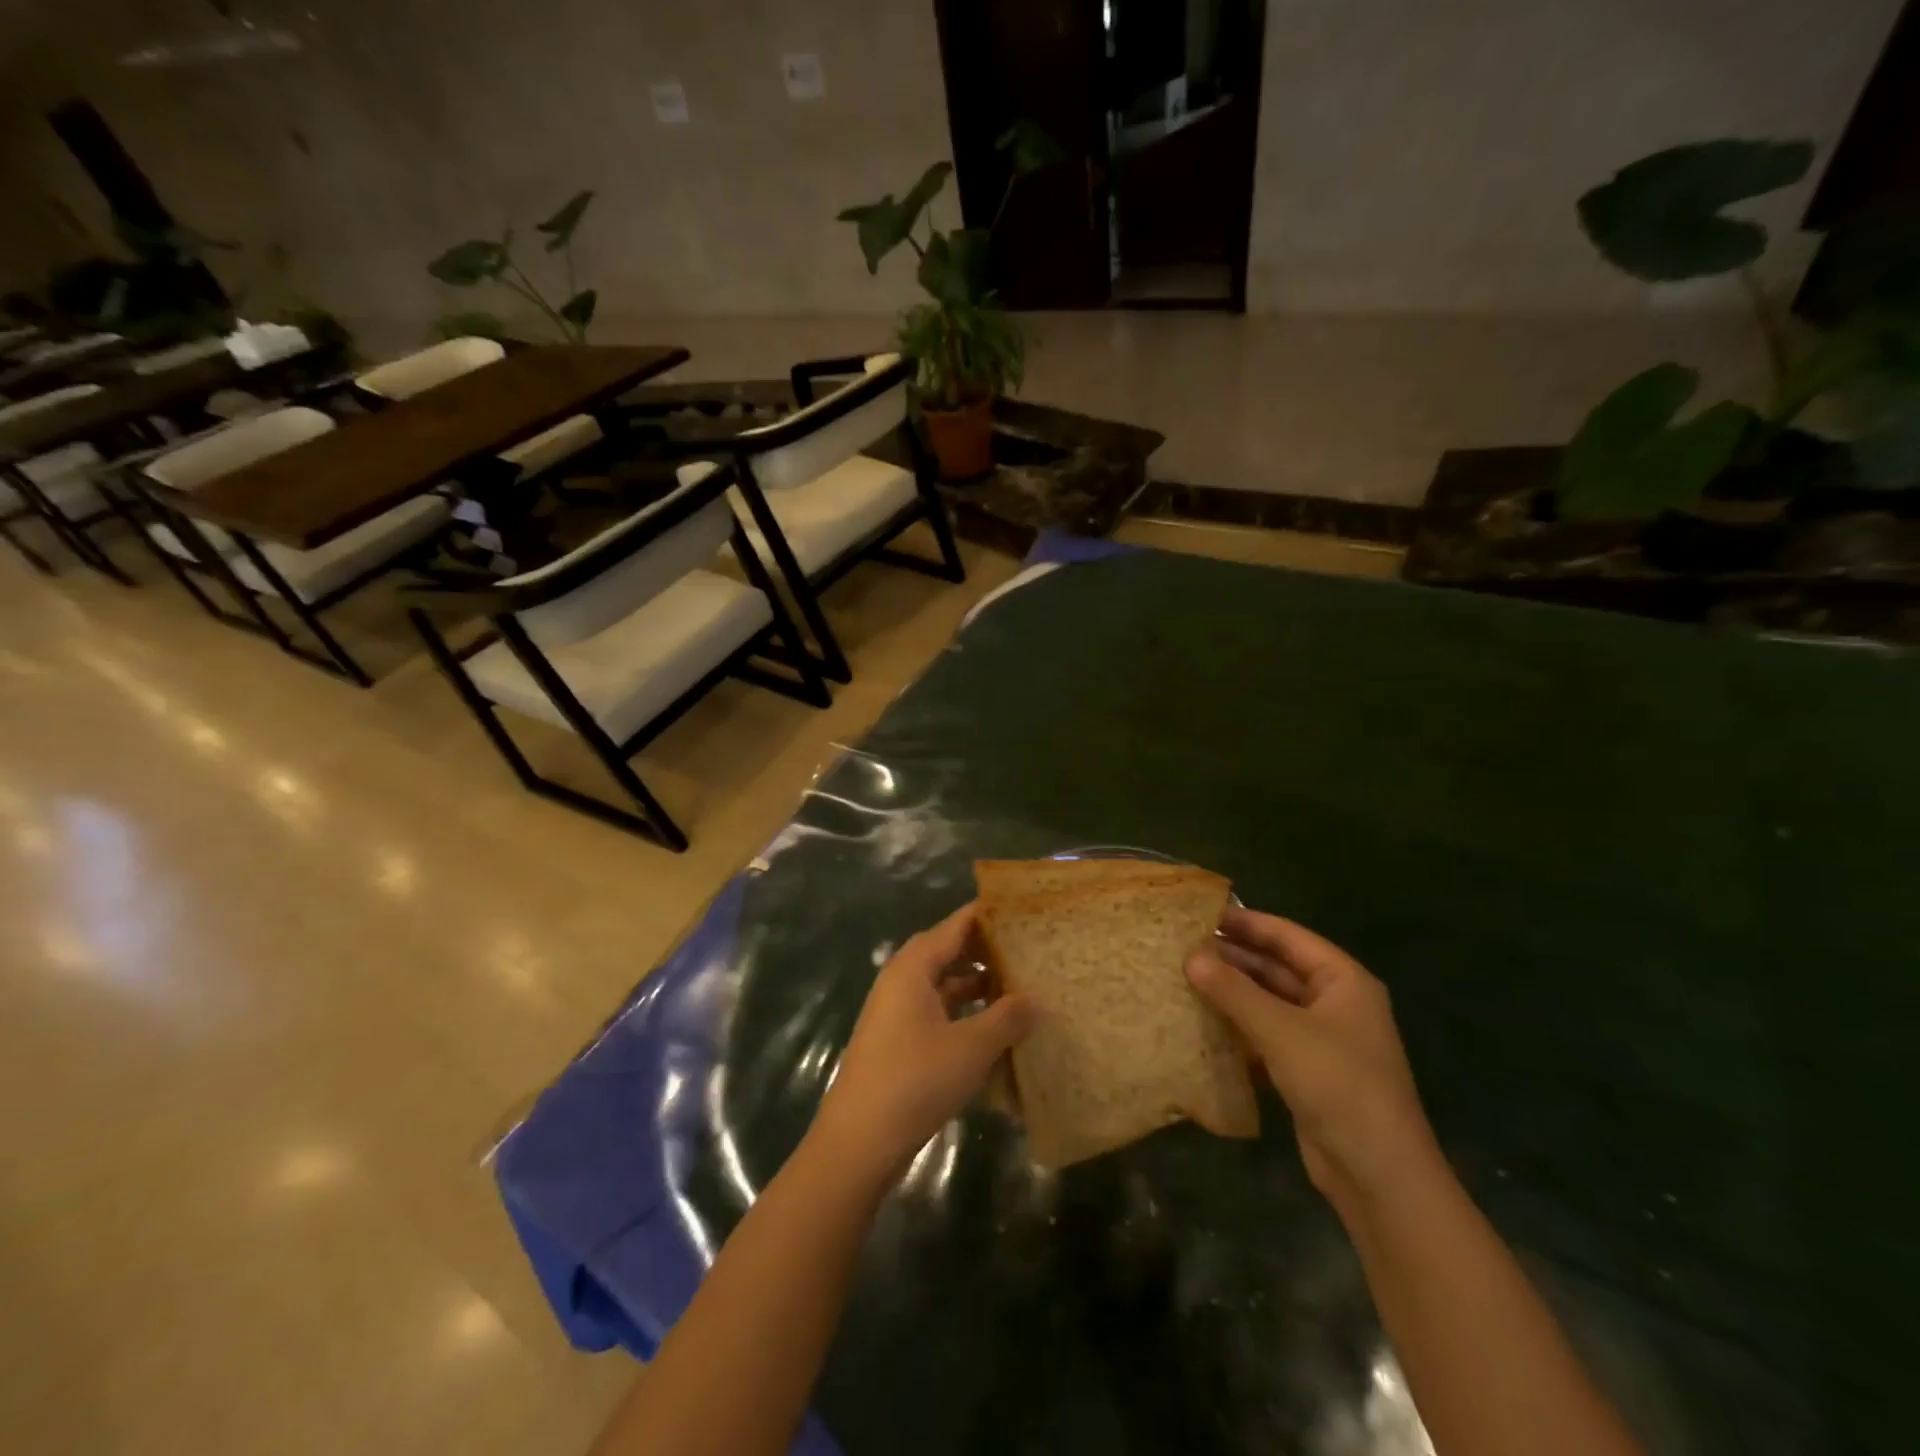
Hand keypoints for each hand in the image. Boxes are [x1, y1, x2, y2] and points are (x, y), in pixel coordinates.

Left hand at [809, 902, 1032, 1183]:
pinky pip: (936, 1011)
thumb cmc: (916, 1080)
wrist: (859, 1141)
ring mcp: (896, 1012)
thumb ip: (1008, 1017)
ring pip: (942, 984)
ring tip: (1018, 986)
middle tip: (1027, 948)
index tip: (1022, 909)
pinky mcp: (897, 1040)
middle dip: (985, 950)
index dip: (987, 915)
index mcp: (913, 967)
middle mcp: (901, 980)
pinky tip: (992, 1028)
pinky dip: (963, 1012)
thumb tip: (1039, 997)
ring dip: (976, 984)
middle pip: (947, 951)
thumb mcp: (972, 1047)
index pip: (955, 925)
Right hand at [1186, 908, 1441, 1206]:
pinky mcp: (1307, 1069)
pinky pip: (1267, 1033)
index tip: (1200, 912)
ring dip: (1232, 991)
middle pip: (1277, 967)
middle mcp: (1335, 1002)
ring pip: (1269, 1001)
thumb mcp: (1281, 1031)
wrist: (1379, 1175)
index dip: (1246, 921)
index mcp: (1342, 980)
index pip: (1287, 936)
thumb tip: (1190, 957)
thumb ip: (1233, 991)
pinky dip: (1238, 1025)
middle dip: (1233, 956)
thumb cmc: (1338, 1085)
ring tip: (1184, 976)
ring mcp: (1322, 1038)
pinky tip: (1202, 1021)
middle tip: (1182, 945)